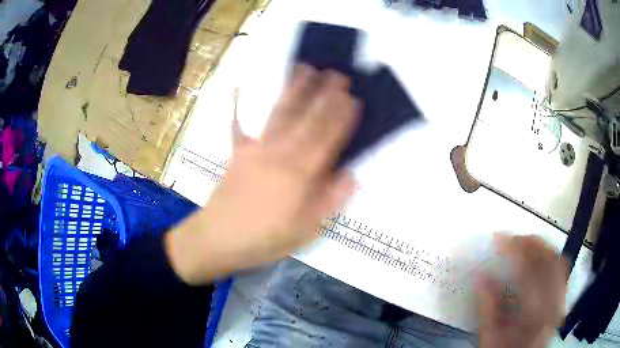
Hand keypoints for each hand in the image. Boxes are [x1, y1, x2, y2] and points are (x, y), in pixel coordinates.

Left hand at [166, 65, 359, 284]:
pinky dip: (238, 105)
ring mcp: (256, 149)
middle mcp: (280, 154)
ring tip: (304, 68)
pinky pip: (238, 125)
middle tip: (337, 73)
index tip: (352, 97)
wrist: (219, 239)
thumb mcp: (306, 230)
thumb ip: (330, 201)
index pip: (327, 139)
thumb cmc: (266, 239)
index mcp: (300, 175)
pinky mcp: (237, 152)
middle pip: (307, 119)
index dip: (341, 117)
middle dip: (324, 94)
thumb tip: (351, 175)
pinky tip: (239, 87)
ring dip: (294, 90)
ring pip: (280, 114)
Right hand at [477, 235, 567, 347]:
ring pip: (559, 262)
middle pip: (551, 261)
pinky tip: (539, 259)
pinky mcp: (561, 300)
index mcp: (534, 316)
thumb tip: (481, 277)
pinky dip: (550, 258)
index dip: (515, 251)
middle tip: (514, 238)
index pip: (529, 273)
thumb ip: (487, 310)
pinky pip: (561, 271)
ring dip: (543, 248)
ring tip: (526, 244)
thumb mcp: (490, 340)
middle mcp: (553, 304)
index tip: (499, 239)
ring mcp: (560, 301)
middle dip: (533, 243)